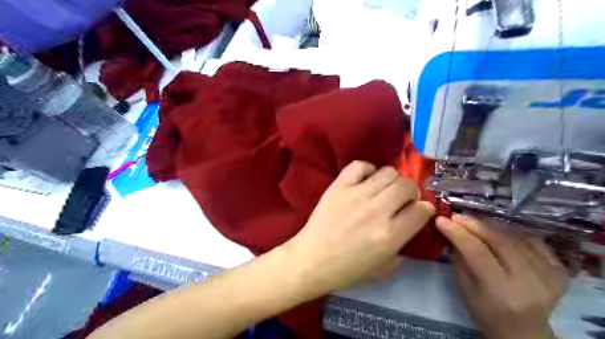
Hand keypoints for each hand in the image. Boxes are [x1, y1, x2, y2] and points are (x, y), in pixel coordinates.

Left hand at [284, 162, 434, 295]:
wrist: (311, 260)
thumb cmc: (347, 269)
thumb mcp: (384, 268)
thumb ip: (403, 245)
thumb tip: (411, 221)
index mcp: (390, 236)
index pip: (421, 210)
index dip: (424, 210)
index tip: (418, 211)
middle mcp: (376, 211)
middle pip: (407, 186)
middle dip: (411, 192)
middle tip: (401, 200)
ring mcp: (355, 195)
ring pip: (388, 172)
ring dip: (392, 181)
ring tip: (383, 190)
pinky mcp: (338, 187)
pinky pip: (359, 166)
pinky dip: (367, 169)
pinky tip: (365, 180)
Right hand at [436, 214, 567, 338]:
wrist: (523, 331)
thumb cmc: (485, 312)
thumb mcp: (463, 287)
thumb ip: (459, 257)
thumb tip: (450, 229)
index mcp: (501, 291)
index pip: (477, 252)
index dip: (458, 232)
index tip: (441, 220)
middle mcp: (529, 282)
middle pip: (499, 240)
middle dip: (474, 224)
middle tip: (456, 216)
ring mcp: (549, 275)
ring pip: (515, 237)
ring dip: (491, 225)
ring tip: (473, 222)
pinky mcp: (560, 270)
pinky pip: (532, 240)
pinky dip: (512, 232)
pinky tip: (498, 231)